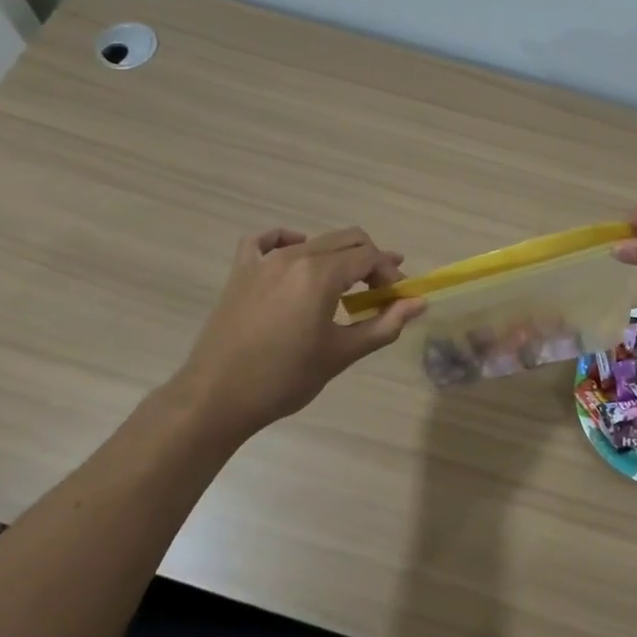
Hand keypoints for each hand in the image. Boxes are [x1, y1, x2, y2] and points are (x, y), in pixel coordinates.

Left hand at [175, 227, 425, 436]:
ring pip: (315, 241)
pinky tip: (297, 252)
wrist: (217, 397)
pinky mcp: (241, 272)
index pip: (369, 257)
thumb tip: (419, 303)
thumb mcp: (341, 353)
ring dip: (339, 257)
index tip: (397, 299)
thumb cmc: (285, 378)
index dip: (390, 274)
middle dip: (371, 262)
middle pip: (347, 240)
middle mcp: (294, 256)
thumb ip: (384, 324)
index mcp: (320, 275)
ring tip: (347, 286)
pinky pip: (266, 241)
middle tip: (380, 293)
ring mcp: (264, 261)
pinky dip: (287, 240)